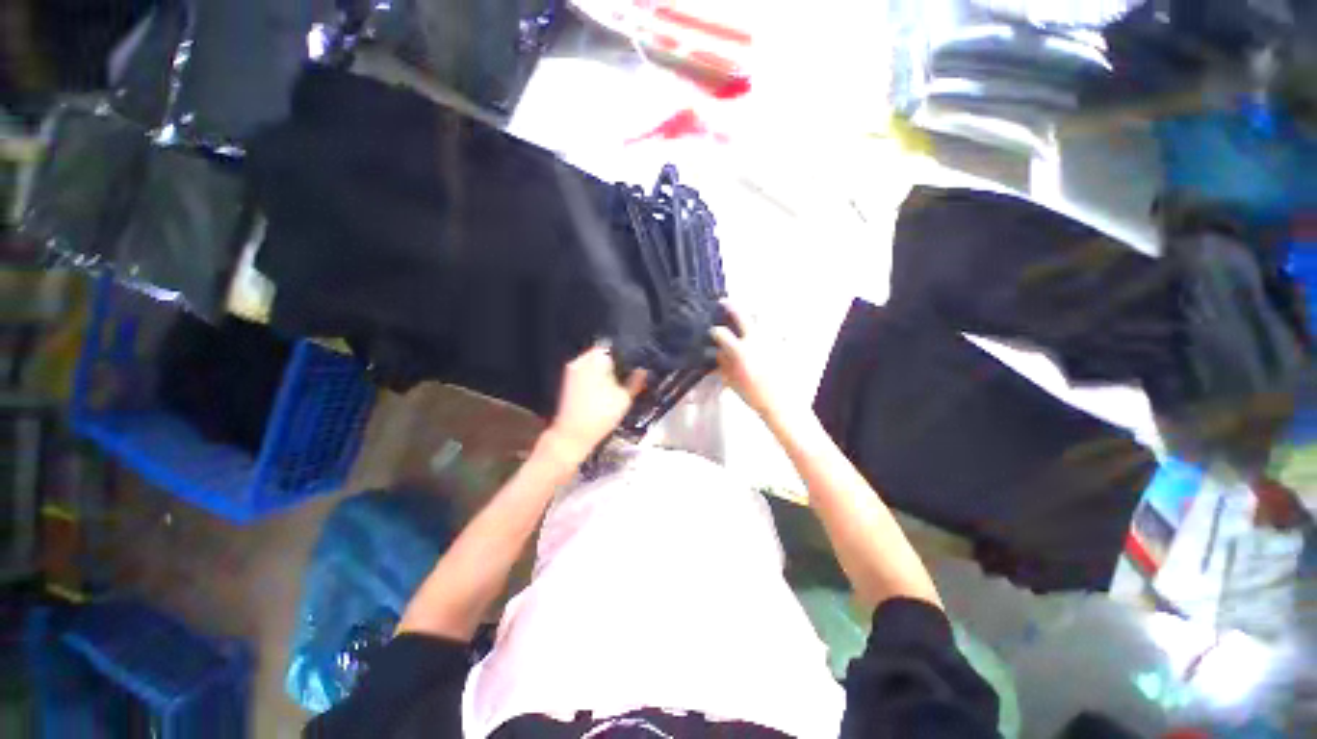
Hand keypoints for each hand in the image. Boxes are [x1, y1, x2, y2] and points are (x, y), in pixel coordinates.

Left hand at [546, 344, 645, 461]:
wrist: (573, 434)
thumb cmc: (601, 414)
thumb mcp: (624, 398)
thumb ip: (635, 381)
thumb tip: (643, 370)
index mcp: (597, 358)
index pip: (615, 347)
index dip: (626, 355)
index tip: (635, 364)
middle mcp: (582, 360)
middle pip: (603, 354)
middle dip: (616, 363)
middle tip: (629, 373)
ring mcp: (572, 370)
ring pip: (594, 363)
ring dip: (605, 370)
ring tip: (618, 382)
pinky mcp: (567, 382)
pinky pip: (586, 372)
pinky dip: (595, 377)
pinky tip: (605, 389)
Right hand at [710, 302, 779, 417]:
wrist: (781, 403)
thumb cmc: (753, 395)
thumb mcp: (731, 381)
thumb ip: (723, 364)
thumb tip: (718, 352)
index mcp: (740, 350)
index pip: (721, 333)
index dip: (714, 331)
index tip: (712, 331)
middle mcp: (755, 340)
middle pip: (741, 316)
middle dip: (730, 307)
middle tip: (723, 302)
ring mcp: (771, 340)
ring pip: (761, 317)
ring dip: (752, 313)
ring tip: (748, 314)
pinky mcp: (784, 344)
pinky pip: (777, 329)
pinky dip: (771, 326)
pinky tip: (768, 330)